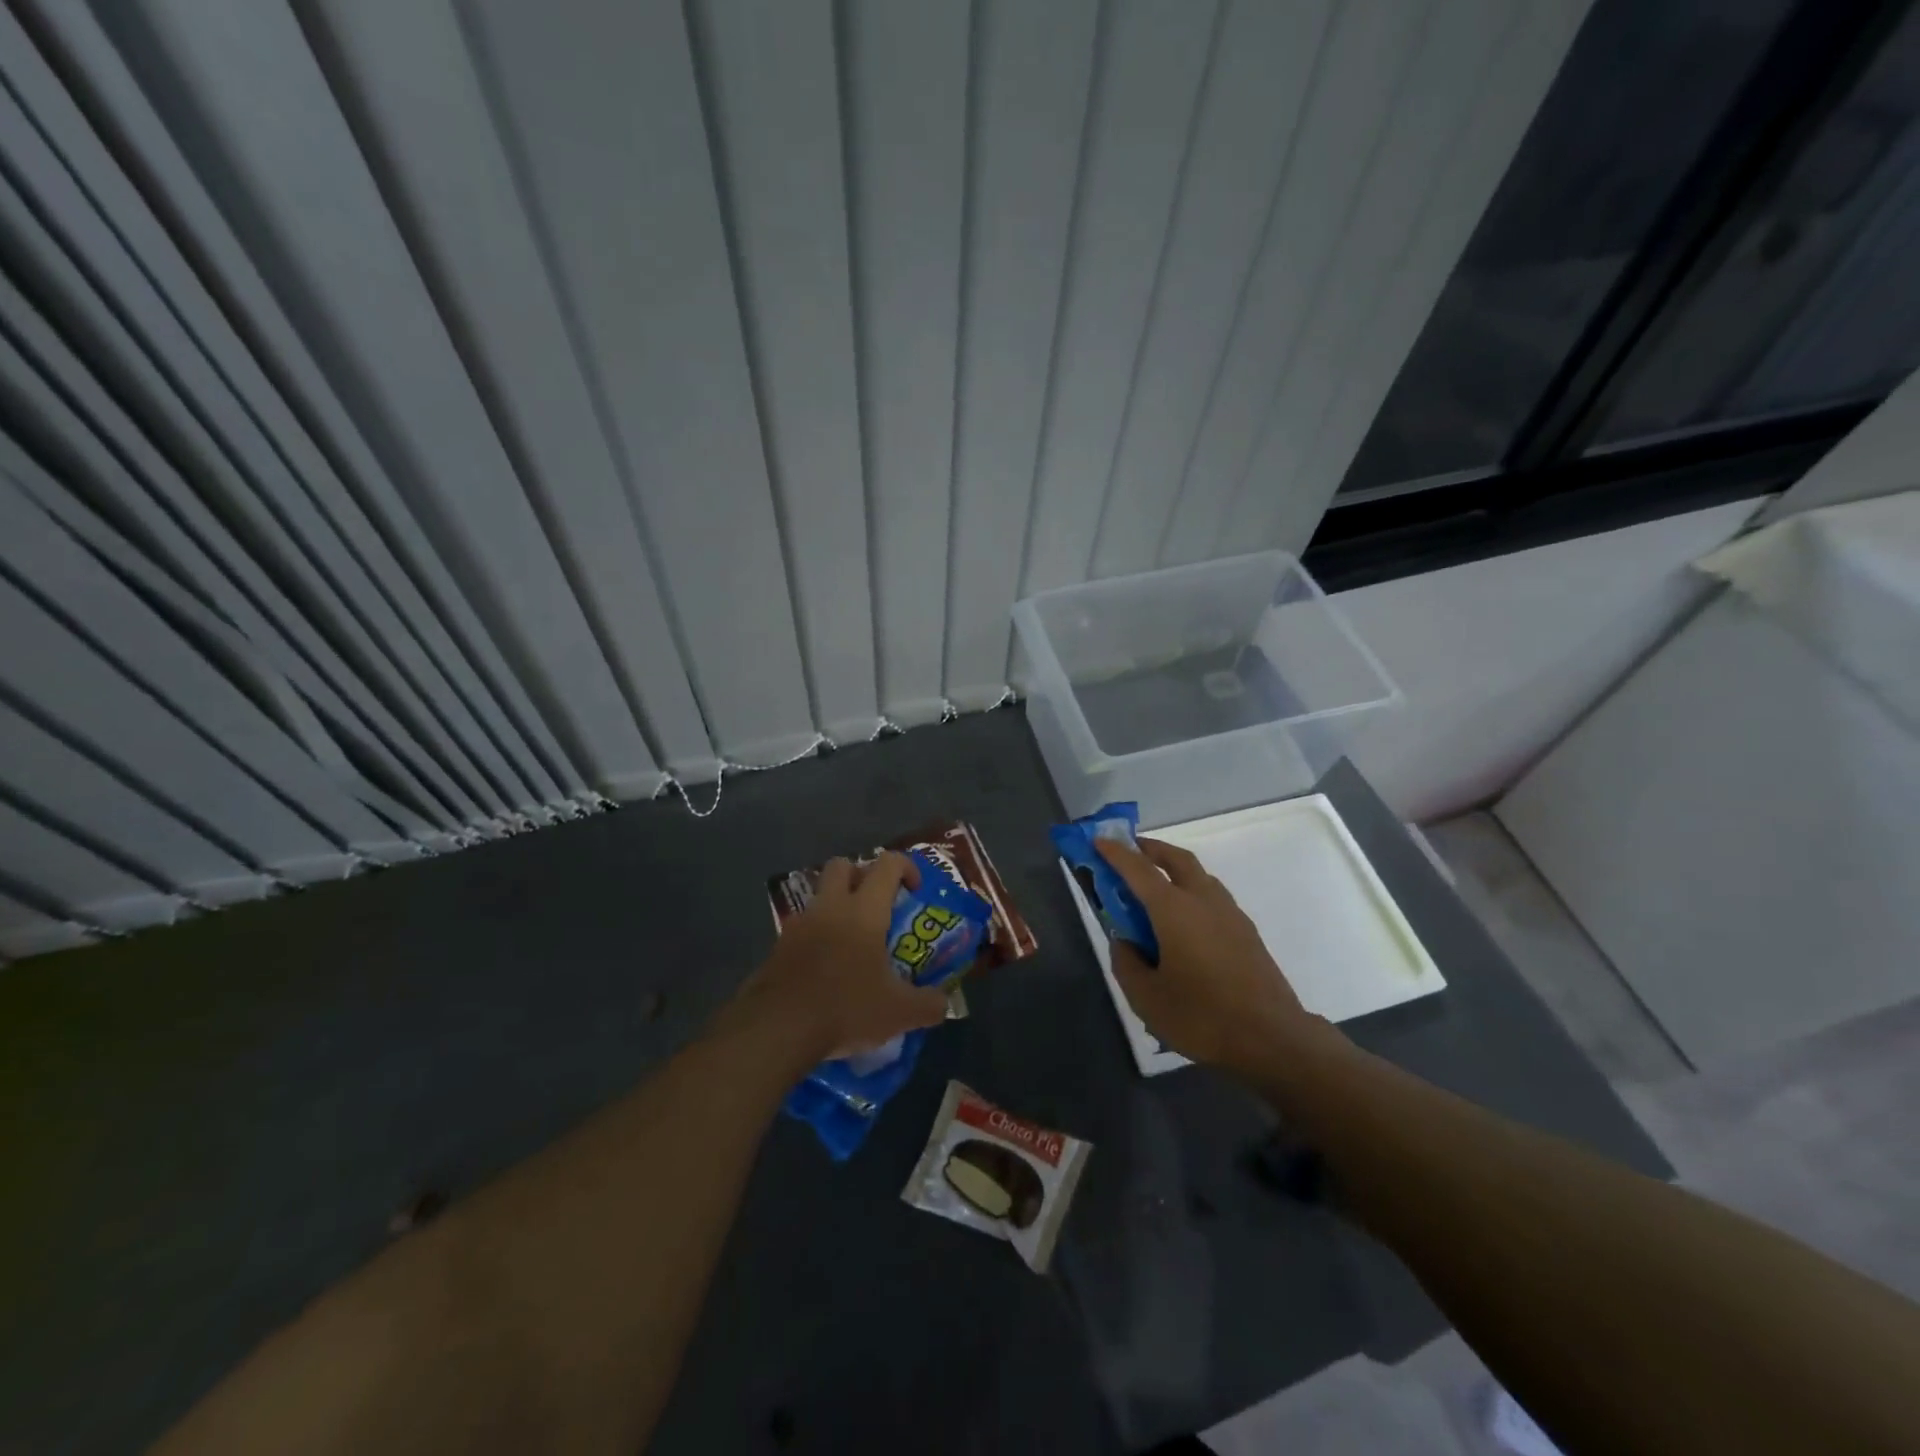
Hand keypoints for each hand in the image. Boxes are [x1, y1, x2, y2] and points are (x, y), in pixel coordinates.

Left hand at [722, 851, 948, 1065]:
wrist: (777, 1028)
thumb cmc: (845, 1007)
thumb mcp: (899, 1013)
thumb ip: (928, 1004)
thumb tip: (943, 1004)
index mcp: (864, 910)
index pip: (887, 864)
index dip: (906, 867)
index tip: (915, 891)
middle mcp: (830, 907)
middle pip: (843, 865)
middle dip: (861, 875)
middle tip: (876, 905)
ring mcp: (799, 925)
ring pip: (819, 896)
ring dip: (836, 907)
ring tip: (852, 943)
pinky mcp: (778, 947)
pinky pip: (802, 929)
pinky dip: (817, 938)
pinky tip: (827, 970)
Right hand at [1096, 836, 1331, 1075]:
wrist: (1273, 1038)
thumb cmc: (1201, 1016)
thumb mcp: (1146, 997)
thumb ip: (1126, 962)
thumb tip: (1124, 943)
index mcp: (1173, 909)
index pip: (1138, 869)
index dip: (1115, 852)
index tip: (1098, 840)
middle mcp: (1203, 900)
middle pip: (1177, 859)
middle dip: (1152, 849)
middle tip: (1131, 850)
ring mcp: (1229, 914)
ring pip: (1199, 876)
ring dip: (1175, 870)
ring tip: (1155, 887)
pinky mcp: (1246, 933)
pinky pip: (1212, 898)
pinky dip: (1192, 893)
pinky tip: (1184, 922)